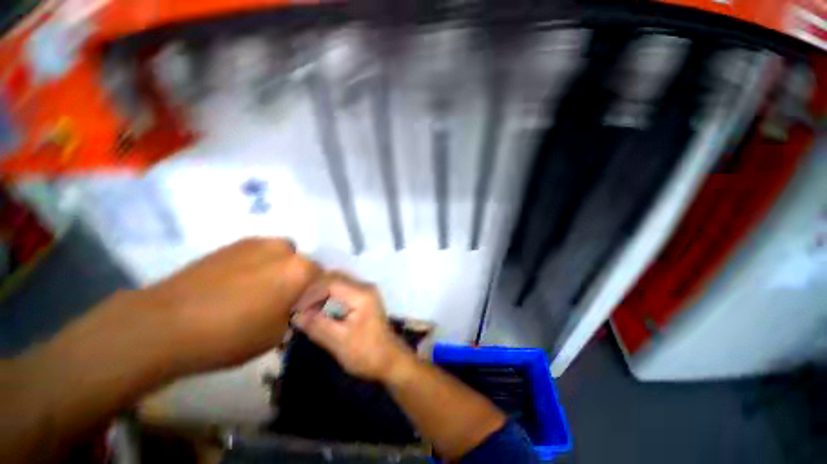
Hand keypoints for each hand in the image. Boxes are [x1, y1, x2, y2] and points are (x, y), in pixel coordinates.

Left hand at [128, 238, 319, 374]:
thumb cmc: (230, 334)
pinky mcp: (234, 244)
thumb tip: (301, 303)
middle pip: (302, 265)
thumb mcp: (277, 333)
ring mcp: (258, 243)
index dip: (315, 294)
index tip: (304, 307)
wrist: (166, 323)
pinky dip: (259, 265)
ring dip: (279, 270)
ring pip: (282, 256)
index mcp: (300, 270)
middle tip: (282, 300)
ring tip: (259, 291)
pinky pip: (259, 253)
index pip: (323, 279)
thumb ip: (297, 312)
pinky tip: (239, 284)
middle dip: (298, 280)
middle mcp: (285, 250)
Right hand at [293, 273, 413, 382]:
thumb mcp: (338, 341)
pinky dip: (329, 297)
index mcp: (361, 294)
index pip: (331, 283)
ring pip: (338, 283)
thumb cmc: (365, 352)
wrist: (388, 359)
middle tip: (299, 309)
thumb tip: (295, 315)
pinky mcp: (364, 298)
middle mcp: (365, 287)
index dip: (311, 294)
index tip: (296, 310)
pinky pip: (343, 290)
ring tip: (306, 310)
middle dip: (315, 291)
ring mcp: (366, 291)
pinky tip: (319, 311)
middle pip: (335, 278)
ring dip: (321, 293)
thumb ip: (317, 325)